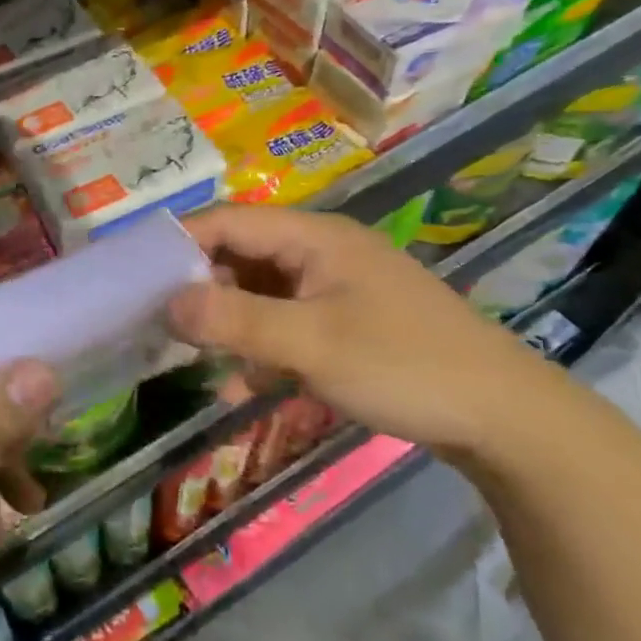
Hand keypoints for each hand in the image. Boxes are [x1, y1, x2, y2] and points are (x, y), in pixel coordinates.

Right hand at [168, 204, 574, 459]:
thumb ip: (236, 321)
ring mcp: (336, 288)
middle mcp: (321, 252)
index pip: (228, 222)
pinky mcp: (348, 323)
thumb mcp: (312, 344)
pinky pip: (287, 324)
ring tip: (193, 358)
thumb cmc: (404, 366)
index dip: (179, 243)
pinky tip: (243, 384)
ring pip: (261, 294)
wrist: (505, 418)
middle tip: (158, 325)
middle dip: (199, 289)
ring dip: (228, 324)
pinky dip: (261, 348)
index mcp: (314, 237)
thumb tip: (166, 302)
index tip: (135, 277)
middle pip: (241, 256)